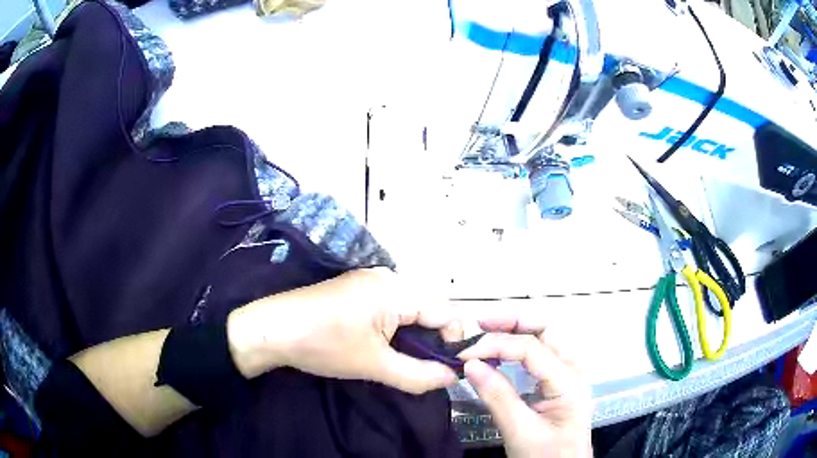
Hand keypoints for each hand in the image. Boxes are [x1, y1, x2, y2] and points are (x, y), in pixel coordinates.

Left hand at [227, 268, 461, 393]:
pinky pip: (394, 303)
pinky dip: (400, 324)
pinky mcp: (358, 287)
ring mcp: (372, 279)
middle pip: (432, 306)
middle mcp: (389, 276)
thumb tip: (452, 376)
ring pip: (413, 306)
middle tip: (427, 366)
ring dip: (417, 332)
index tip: (450, 367)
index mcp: (396, 290)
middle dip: (436, 337)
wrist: (272, 328)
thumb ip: (419, 374)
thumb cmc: (323, 345)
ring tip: (407, 358)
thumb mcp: (374, 365)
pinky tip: (387, 343)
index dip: (455, 340)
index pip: (447, 311)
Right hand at [458, 316, 591, 457]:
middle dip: (514, 321)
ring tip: (489, 330)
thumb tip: (470, 364)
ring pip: (547, 338)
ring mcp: (570, 375)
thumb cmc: (545, 456)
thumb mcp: (519, 431)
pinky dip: (522, 346)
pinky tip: (504, 351)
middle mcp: (574, 371)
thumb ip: (497, 396)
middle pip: (547, 330)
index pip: (532, 348)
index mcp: (569, 382)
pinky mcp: (561, 383)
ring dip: (519, 329)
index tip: (464, 353)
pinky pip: (544, 354)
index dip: (496, 344)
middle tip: (481, 324)